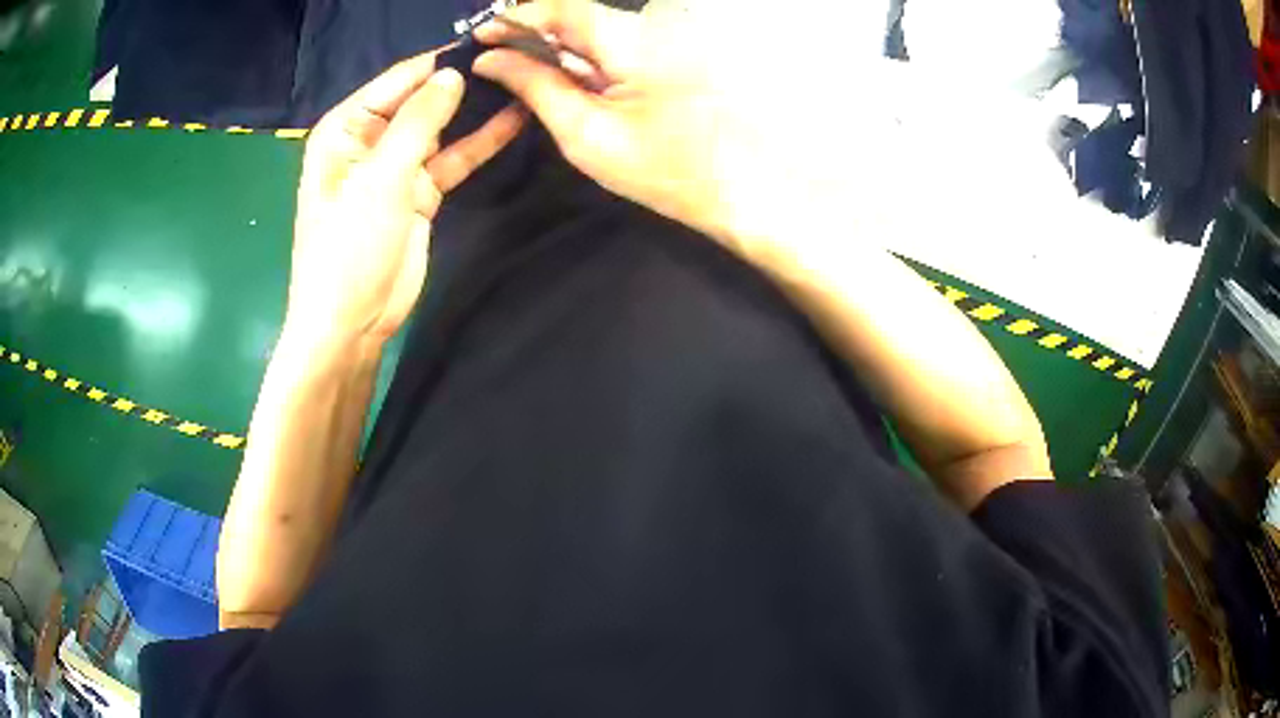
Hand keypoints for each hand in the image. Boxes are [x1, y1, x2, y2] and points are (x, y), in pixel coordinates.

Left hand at [288, 52, 525, 348]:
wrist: (352, 322)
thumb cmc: (348, 248)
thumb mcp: (380, 179)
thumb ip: (418, 122)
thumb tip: (453, 75)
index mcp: (346, 128)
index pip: (398, 80)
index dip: (440, 61)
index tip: (490, 42)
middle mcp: (370, 139)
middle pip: (421, 99)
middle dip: (462, 81)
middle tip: (516, 59)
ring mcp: (397, 166)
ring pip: (441, 126)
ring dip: (475, 109)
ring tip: (522, 81)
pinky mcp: (420, 191)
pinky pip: (452, 157)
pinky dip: (479, 142)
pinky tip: (512, 121)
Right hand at [472, 1, 779, 253]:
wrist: (744, 190)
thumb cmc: (665, 170)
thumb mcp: (587, 133)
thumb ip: (536, 87)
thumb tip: (492, 59)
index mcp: (631, 38)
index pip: (563, 7)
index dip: (517, 16)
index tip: (482, 36)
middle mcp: (651, 26)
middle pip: (579, 16)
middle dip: (533, 32)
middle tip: (494, 56)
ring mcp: (667, 40)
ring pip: (597, 31)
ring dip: (557, 46)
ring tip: (519, 69)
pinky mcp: (674, 56)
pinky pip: (618, 46)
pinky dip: (585, 59)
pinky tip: (564, 79)